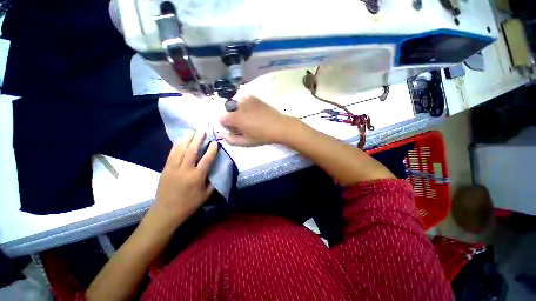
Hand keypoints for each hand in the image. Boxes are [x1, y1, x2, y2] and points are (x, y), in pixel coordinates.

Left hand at [152, 131, 217, 223]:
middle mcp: (185, 170)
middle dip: (198, 139)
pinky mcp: (165, 169)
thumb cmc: (189, 204)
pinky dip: (177, 145)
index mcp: (196, 177)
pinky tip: (181, 140)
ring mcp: (173, 168)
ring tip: (192, 131)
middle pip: (192, 151)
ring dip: (187, 139)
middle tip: (202, 130)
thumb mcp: (206, 195)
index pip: (206, 160)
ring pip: (180, 150)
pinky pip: (171, 154)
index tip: (215, 142)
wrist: (166, 212)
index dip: (211, 150)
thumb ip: (213, 182)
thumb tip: (217, 170)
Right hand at [219, 94, 295, 145]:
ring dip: (239, 112)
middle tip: (245, 125)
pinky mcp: (254, 97)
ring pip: (236, 105)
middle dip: (233, 118)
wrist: (279, 126)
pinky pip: (244, 99)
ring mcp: (246, 99)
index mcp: (234, 117)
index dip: (228, 126)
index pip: (221, 119)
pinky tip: (254, 111)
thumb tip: (223, 135)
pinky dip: (246, 105)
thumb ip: (232, 140)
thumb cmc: (262, 136)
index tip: (237, 130)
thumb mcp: (246, 142)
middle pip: (228, 111)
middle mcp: (237, 106)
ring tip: (251, 118)